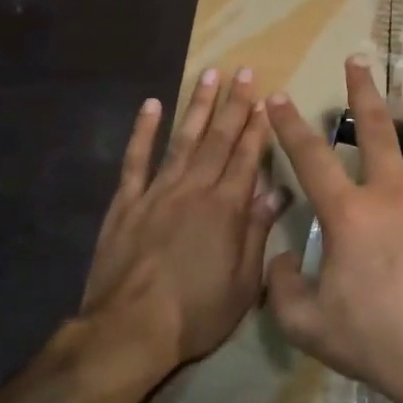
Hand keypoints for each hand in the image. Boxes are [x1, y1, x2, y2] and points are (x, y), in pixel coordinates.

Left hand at [83, 68, 280, 371]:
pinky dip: (144, 131)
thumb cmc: (196, 313)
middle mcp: (194, 190)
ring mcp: (157, 192)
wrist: (128, 331)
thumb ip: (257, 232)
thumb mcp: (243, 283)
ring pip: (182, 139)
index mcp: (226, 209)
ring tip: (209, 73)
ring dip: (197, 105)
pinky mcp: (126, 203)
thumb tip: (276, 192)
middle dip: (234, 103)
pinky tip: (151, 105)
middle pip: (218, 139)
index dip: (258, 127)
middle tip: (244, 71)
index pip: (247, 157)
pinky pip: (136, 160)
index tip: (266, 99)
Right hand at [264, 58, 402, 402]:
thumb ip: (281, 286)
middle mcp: (391, 189)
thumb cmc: (373, 337)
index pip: (310, 157)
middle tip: (357, 61)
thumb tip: (282, 257)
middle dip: (361, 91)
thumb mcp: (306, 323)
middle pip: (373, 128)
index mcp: (348, 211)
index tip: (279, 98)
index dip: (289, 126)